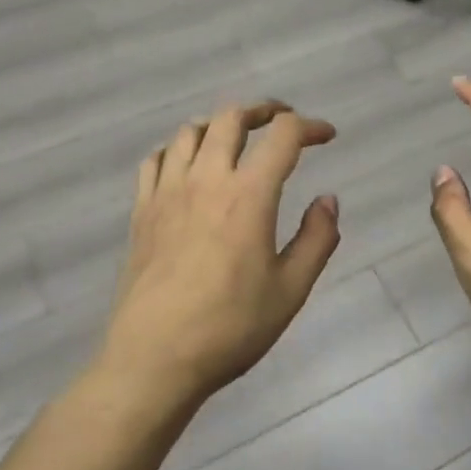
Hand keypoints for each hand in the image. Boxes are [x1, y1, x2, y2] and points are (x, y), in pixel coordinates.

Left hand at [100, 101, 340, 407]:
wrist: (154, 359)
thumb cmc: (230, 327)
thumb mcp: (291, 290)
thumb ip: (317, 239)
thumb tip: (328, 200)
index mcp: (248, 195)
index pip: (283, 136)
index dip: (310, 126)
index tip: (327, 136)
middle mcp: (206, 180)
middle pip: (231, 117)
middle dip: (263, 110)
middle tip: (281, 121)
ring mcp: (168, 192)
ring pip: (190, 131)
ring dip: (219, 124)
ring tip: (235, 137)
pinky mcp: (142, 211)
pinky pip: (155, 159)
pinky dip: (176, 148)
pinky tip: (186, 164)